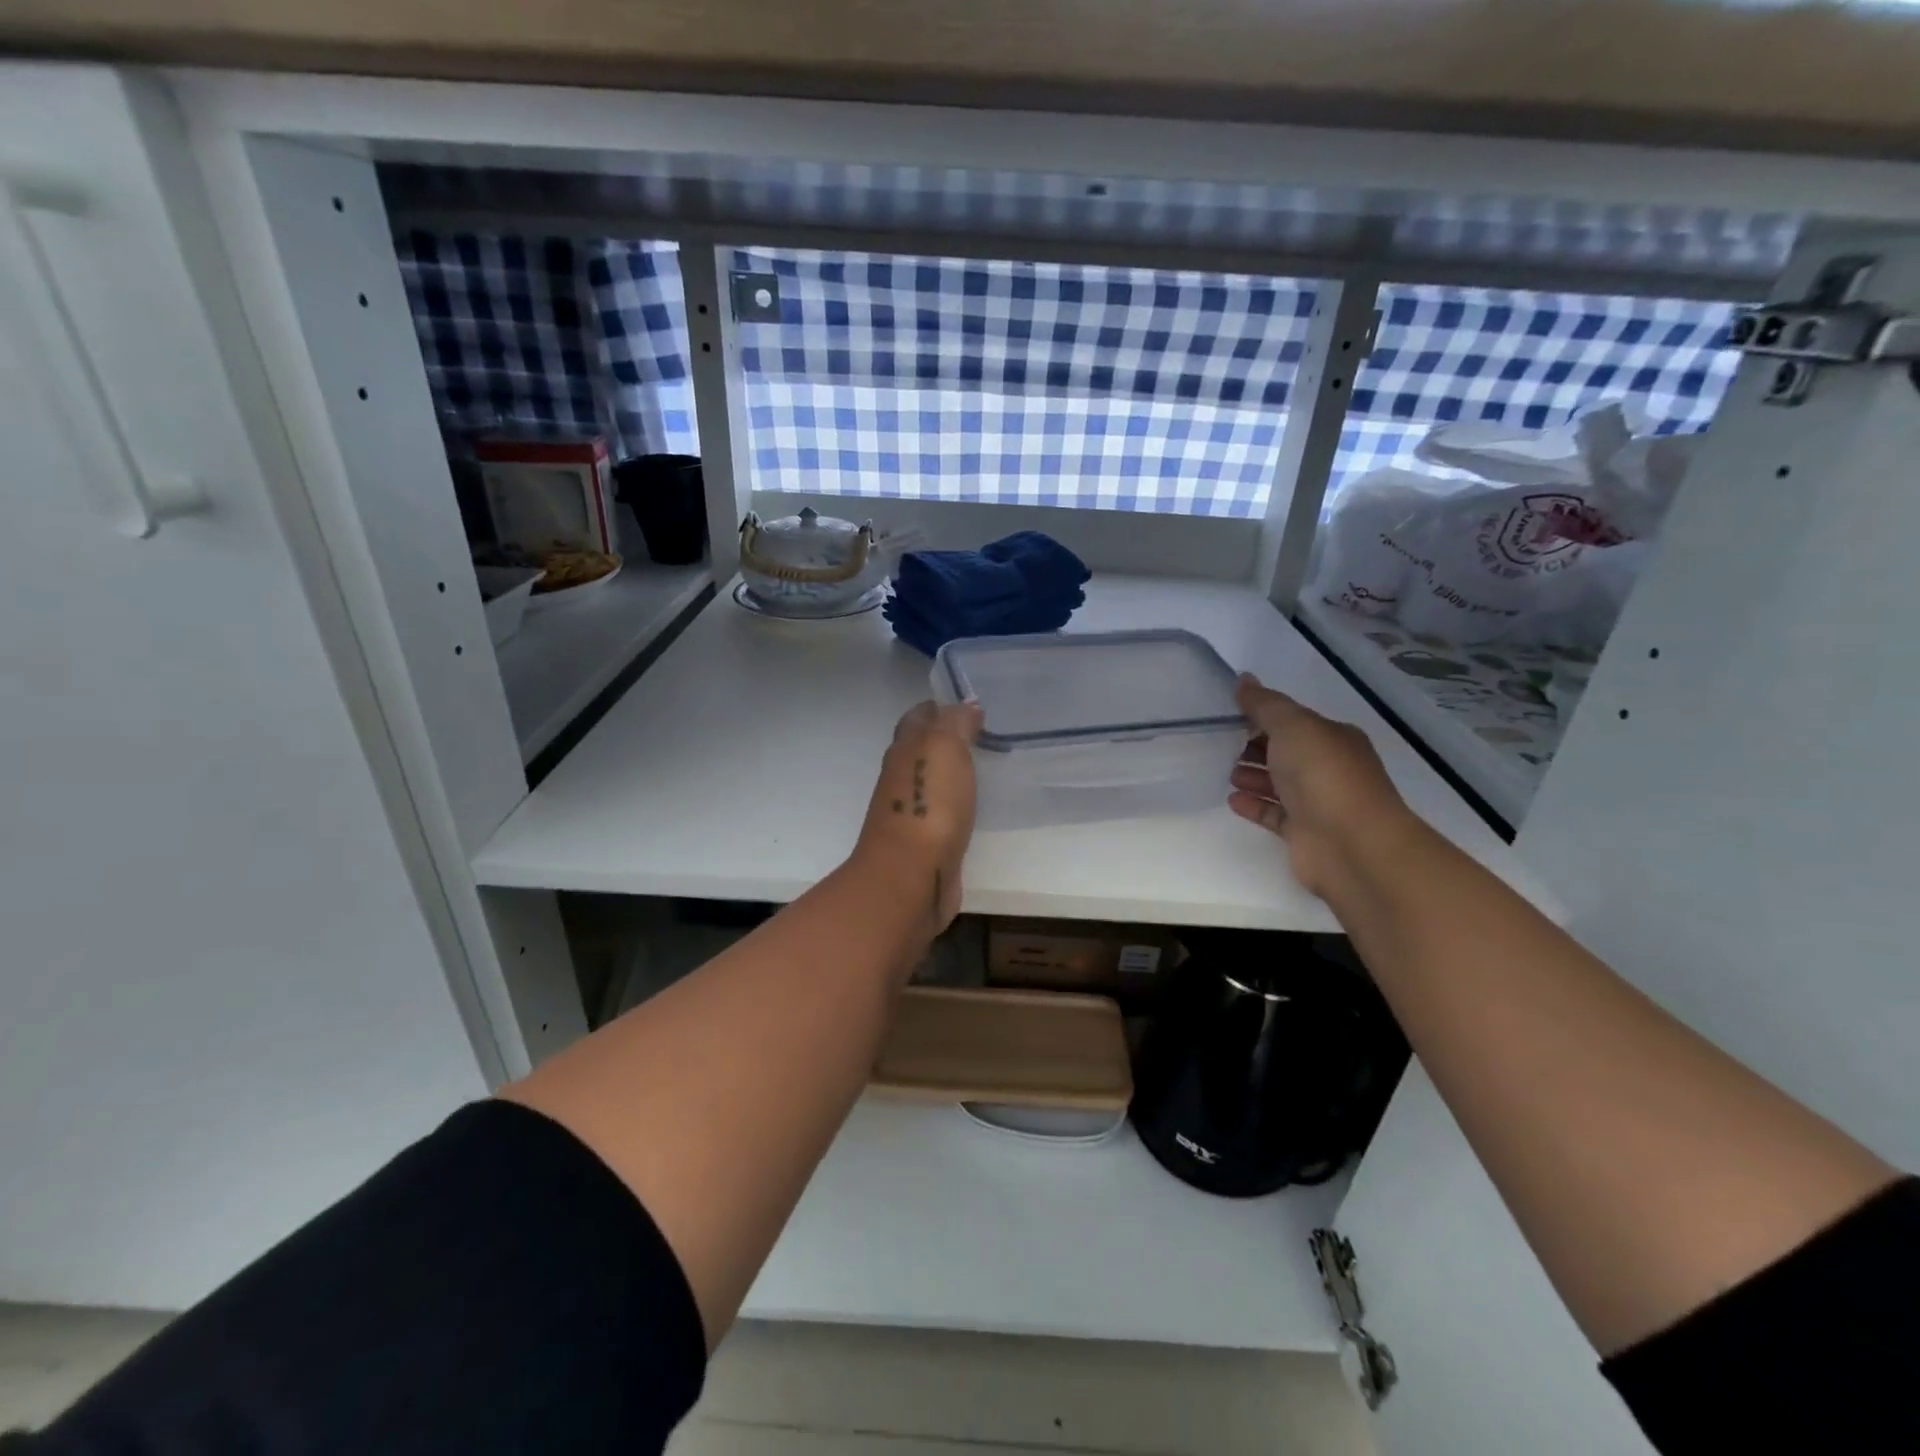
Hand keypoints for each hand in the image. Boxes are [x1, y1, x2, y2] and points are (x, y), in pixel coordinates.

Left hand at [852, 700, 983, 931]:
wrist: (911, 875)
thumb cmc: (929, 804)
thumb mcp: (945, 747)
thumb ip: (955, 722)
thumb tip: (967, 705)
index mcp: (904, 750)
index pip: (918, 718)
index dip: (939, 708)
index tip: (969, 706)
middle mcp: (902, 777)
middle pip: (921, 749)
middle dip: (945, 738)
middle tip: (982, 734)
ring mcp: (911, 813)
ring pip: (931, 782)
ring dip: (951, 773)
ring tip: (985, 766)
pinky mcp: (926, 844)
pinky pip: (943, 814)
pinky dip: (956, 805)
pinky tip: (975, 806)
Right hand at [1229, 673, 1418, 897]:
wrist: (1352, 844)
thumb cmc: (1324, 776)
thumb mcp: (1293, 726)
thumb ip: (1264, 704)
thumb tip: (1243, 679)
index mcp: (1333, 738)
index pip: (1294, 722)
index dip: (1263, 717)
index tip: (1229, 716)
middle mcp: (1329, 769)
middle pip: (1286, 753)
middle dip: (1255, 747)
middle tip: (1220, 744)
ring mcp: (1318, 803)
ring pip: (1279, 785)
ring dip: (1253, 776)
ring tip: (1225, 772)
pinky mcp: (1304, 834)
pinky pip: (1274, 814)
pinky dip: (1254, 806)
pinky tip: (1232, 800)